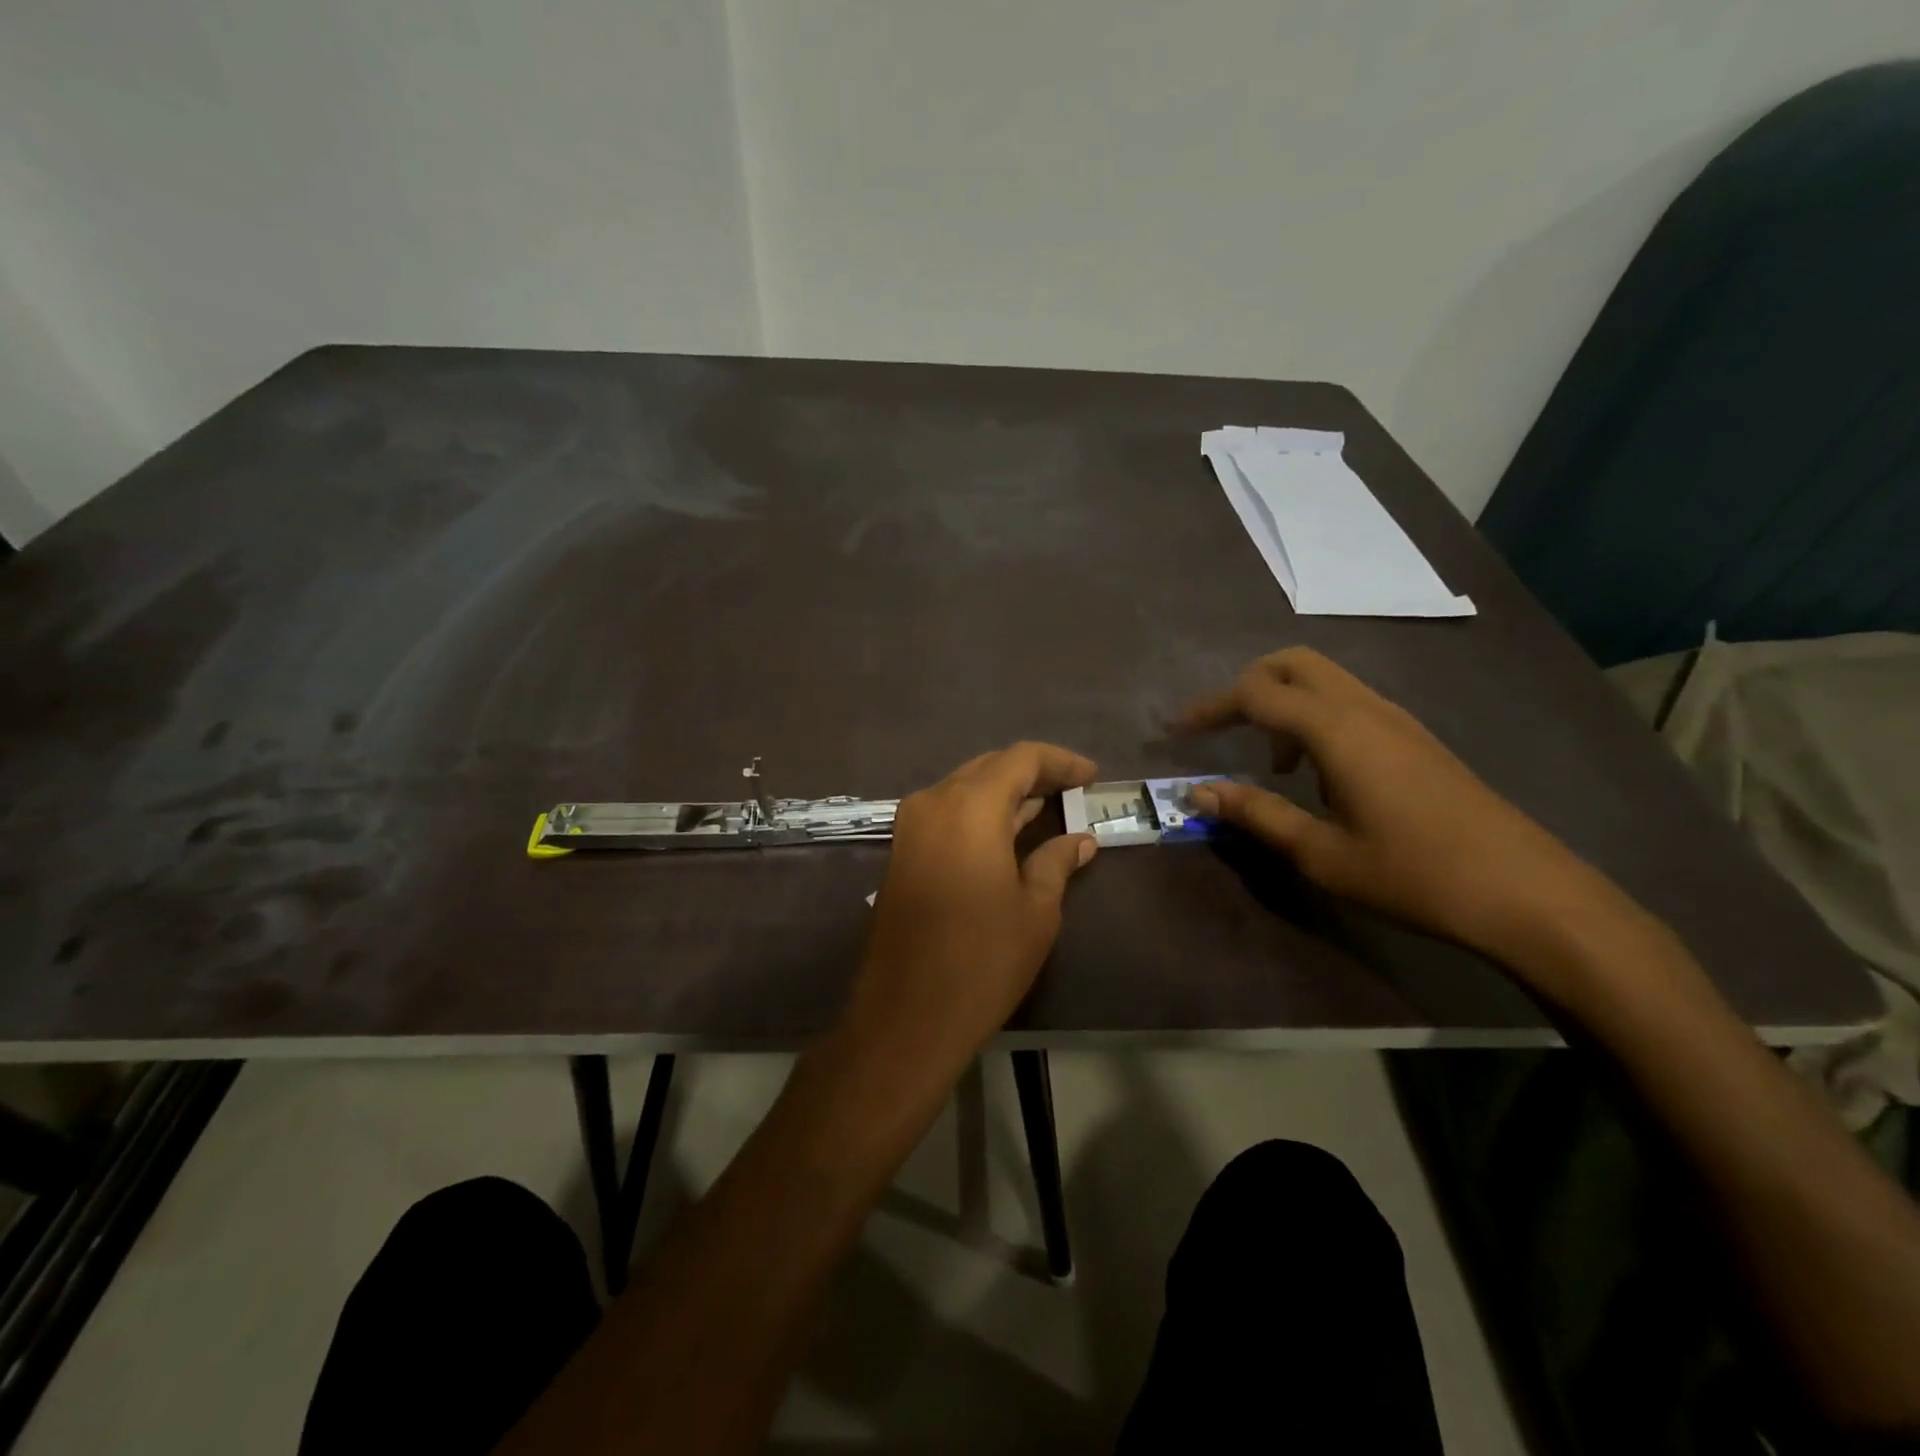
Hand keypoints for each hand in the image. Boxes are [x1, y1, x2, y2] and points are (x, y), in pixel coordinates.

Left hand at [847, 743, 1098, 1066]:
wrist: (906, 1015)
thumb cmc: (982, 961)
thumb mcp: (1035, 911)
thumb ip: (1057, 862)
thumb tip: (1081, 840)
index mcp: (970, 806)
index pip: (1021, 759)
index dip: (1060, 761)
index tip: (1092, 776)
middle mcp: (934, 802)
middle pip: (990, 768)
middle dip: (1033, 774)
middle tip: (1072, 790)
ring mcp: (911, 826)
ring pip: (965, 789)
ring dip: (1005, 794)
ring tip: (1048, 807)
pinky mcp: (902, 851)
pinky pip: (947, 813)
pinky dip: (980, 814)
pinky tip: (1009, 833)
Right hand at [1174, 648, 1624, 963]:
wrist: (1528, 894)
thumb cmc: (1414, 875)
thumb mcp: (1320, 853)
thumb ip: (1256, 814)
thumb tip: (1198, 792)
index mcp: (1336, 730)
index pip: (1256, 693)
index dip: (1210, 707)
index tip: (1177, 731)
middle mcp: (1365, 709)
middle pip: (1294, 663)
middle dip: (1248, 685)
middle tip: (1222, 729)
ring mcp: (1398, 720)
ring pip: (1325, 680)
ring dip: (1284, 703)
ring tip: (1270, 763)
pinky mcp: (1416, 739)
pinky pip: (1350, 703)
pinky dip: (1315, 718)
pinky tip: (1318, 774)